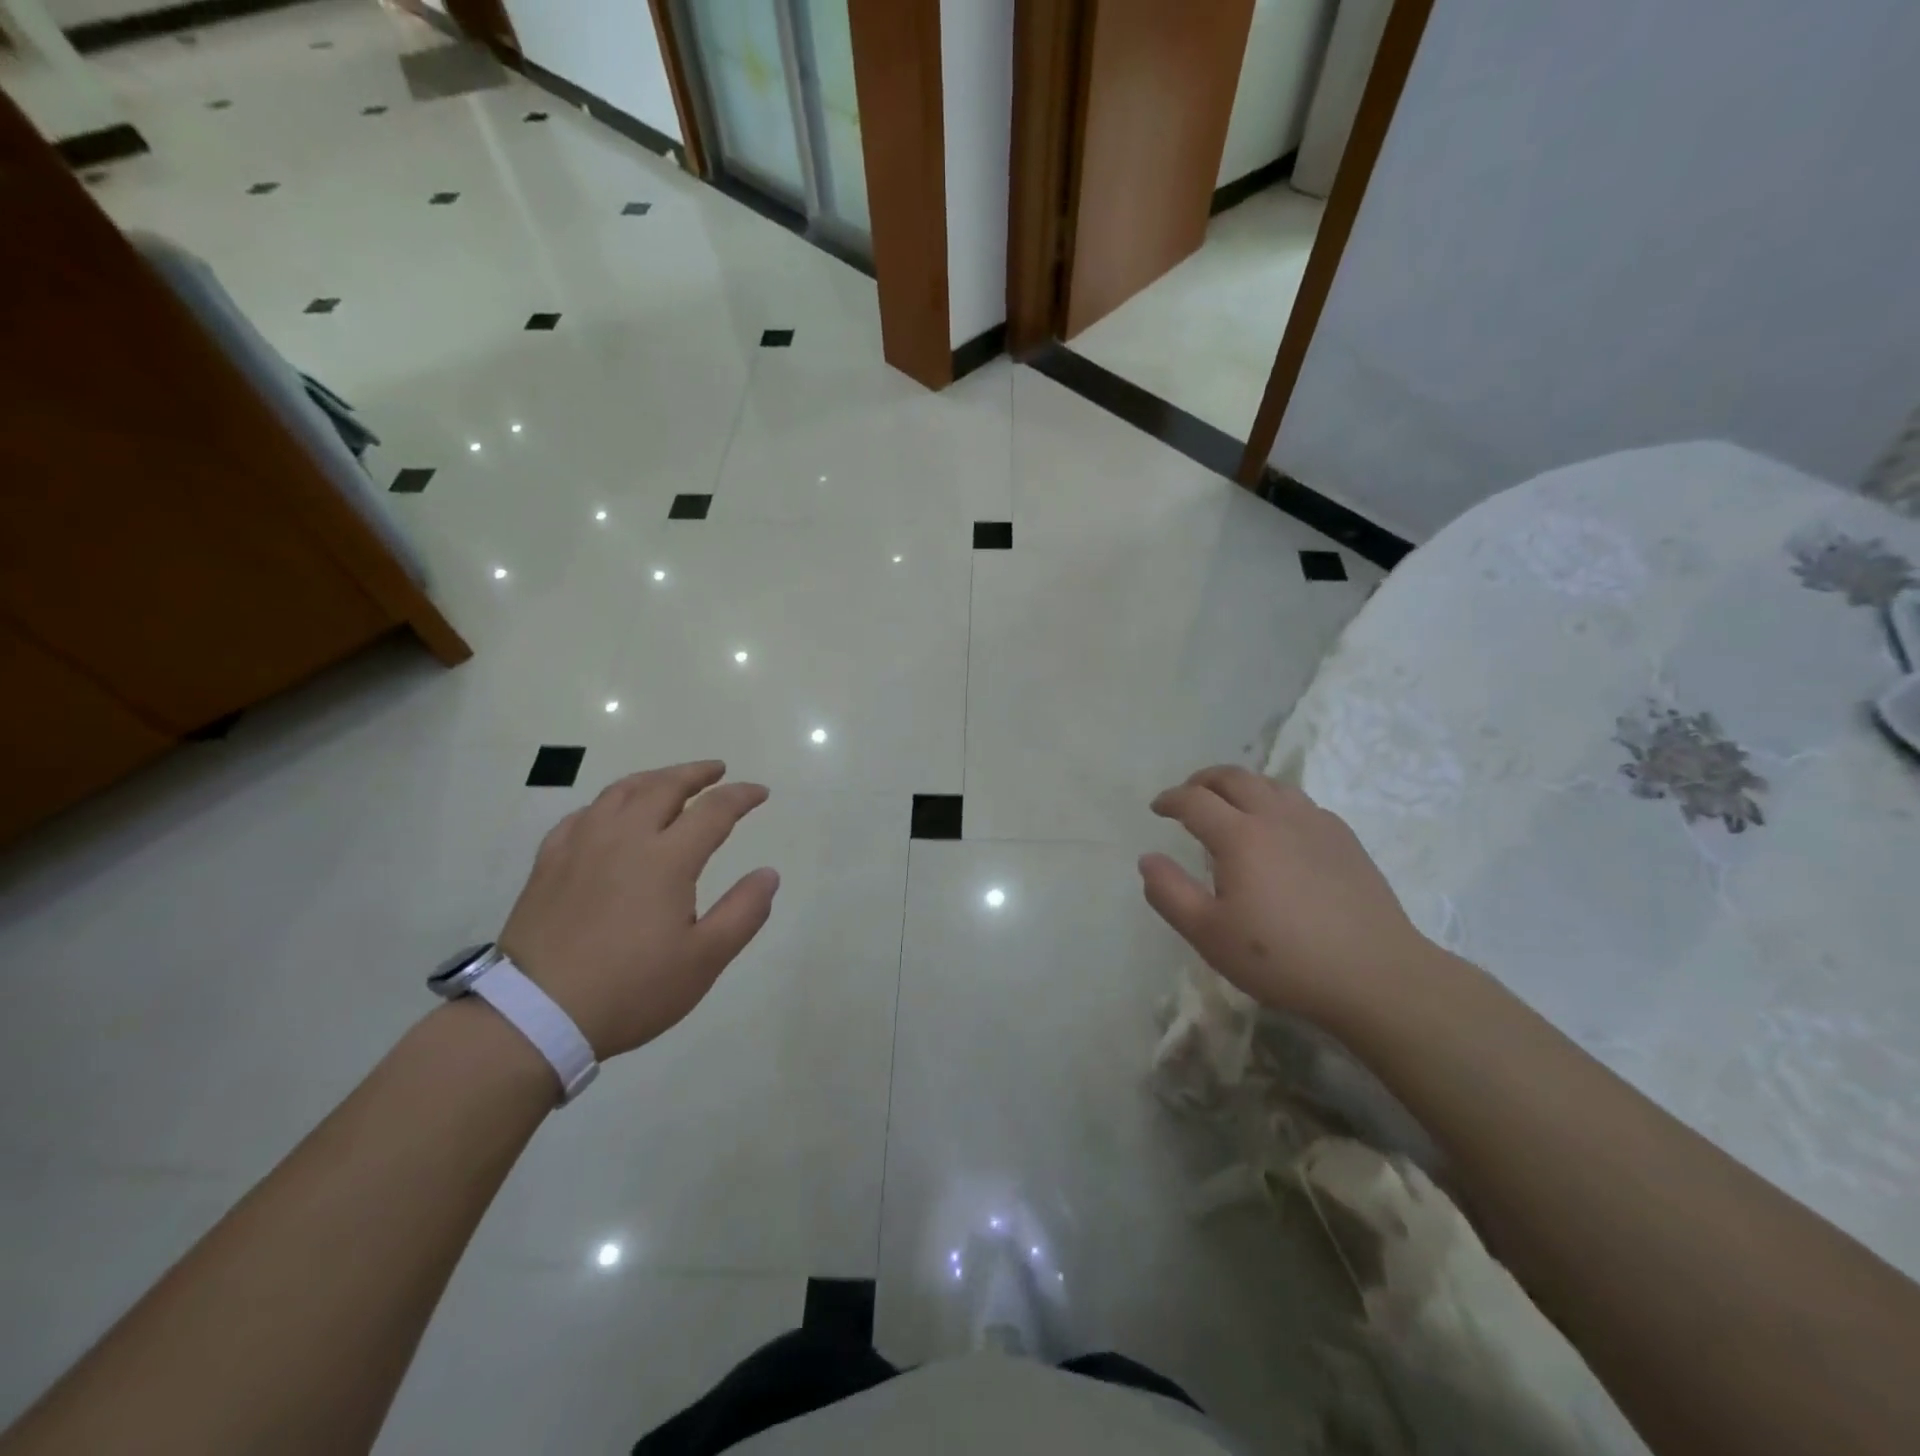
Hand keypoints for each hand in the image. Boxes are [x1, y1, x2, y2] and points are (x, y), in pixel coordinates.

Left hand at [499, 761, 778, 1057]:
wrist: (535, 1016)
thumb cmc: (631, 989)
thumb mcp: (704, 960)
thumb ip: (743, 912)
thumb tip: (768, 873)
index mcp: (666, 858)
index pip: (714, 810)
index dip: (741, 796)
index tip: (760, 792)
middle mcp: (624, 838)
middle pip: (664, 787)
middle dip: (696, 773)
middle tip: (717, 770)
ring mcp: (581, 847)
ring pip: (620, 793)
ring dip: (652, 778)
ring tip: (669, 780)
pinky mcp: (548, 863)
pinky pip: (581, 815)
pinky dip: (606, 804)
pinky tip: (609, 814)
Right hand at [1139, 766, 1433, 1027]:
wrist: (1375, 975)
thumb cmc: (1282, 958)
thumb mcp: (1209, 935)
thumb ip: (1170, 893)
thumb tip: (1148, 859)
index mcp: (1240, 836)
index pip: (1194, 800)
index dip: (1170, 800)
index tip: (1157, 808)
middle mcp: (1277, 817)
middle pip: (1234, 778)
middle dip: (1203, 780)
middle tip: (1188, 795)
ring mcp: (1316, 824)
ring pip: (1271, 784)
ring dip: (1241, 786)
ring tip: (1229, 804)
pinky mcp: (1344, 838)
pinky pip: (1300, 802)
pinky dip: (1275, 801)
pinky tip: (1278, 828)